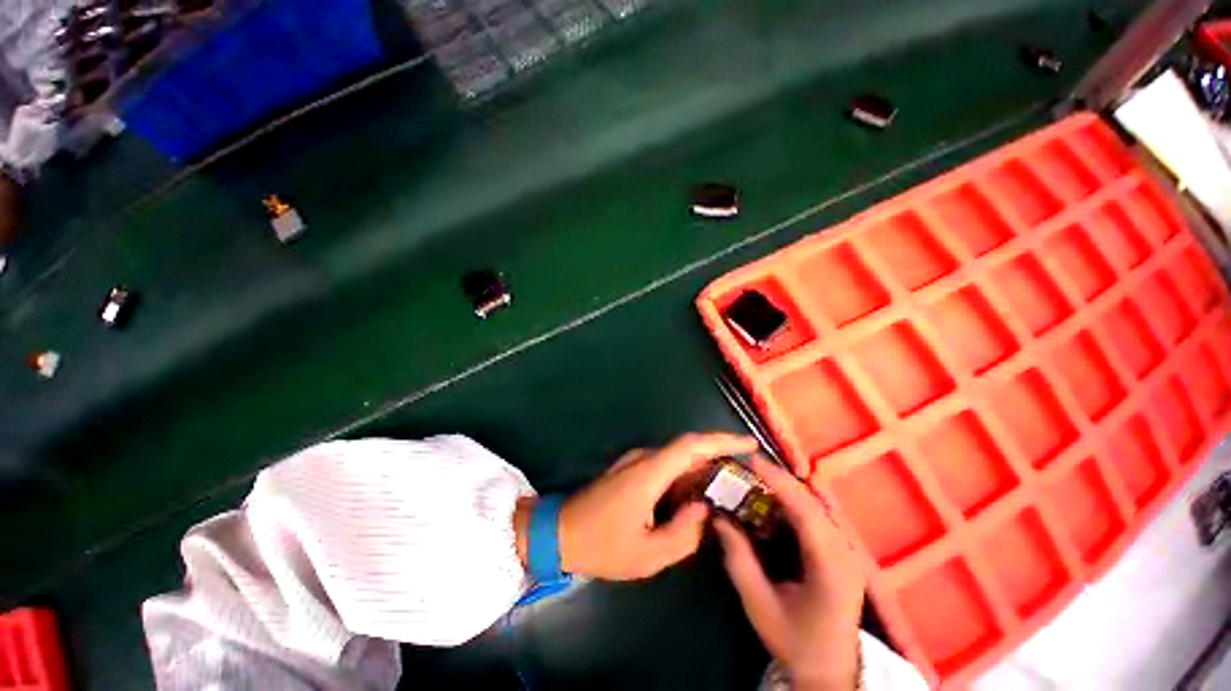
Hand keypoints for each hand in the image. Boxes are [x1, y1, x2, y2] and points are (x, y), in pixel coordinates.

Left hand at [518, 433, 756, 580]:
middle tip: (746, 471)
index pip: (691, 446)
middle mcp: (644, 458)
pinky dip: (686, 473)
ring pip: (677, 456)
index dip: (722, 440)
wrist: (560, 532)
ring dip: (703, 465)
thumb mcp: (647, 554)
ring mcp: (635, 461)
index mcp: (649, 473)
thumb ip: (683, 534)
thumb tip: (704, 510)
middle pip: (688, 448)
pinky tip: (697, 491)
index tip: (749, 444)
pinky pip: (666, 464)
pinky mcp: (631, 469)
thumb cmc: (602, 545)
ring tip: (729, 483)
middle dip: (719, 454)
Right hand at [715, 456, 864, 690]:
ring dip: (785, 488)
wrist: (833, 671)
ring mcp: (847, 549)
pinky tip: (771, 502)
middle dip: (777, 479)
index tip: (751, 460)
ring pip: (815, 504)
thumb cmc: (796, 641)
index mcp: (830, 566)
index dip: (777, 481)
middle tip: (746, 467)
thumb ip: (738, 560)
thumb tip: (718, 518)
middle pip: (811, 501)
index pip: (804, 510)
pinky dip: (792, 502)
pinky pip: (815, 514)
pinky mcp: (841, 550)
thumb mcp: (759, 605)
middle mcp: (845, 551)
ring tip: (755, 478)